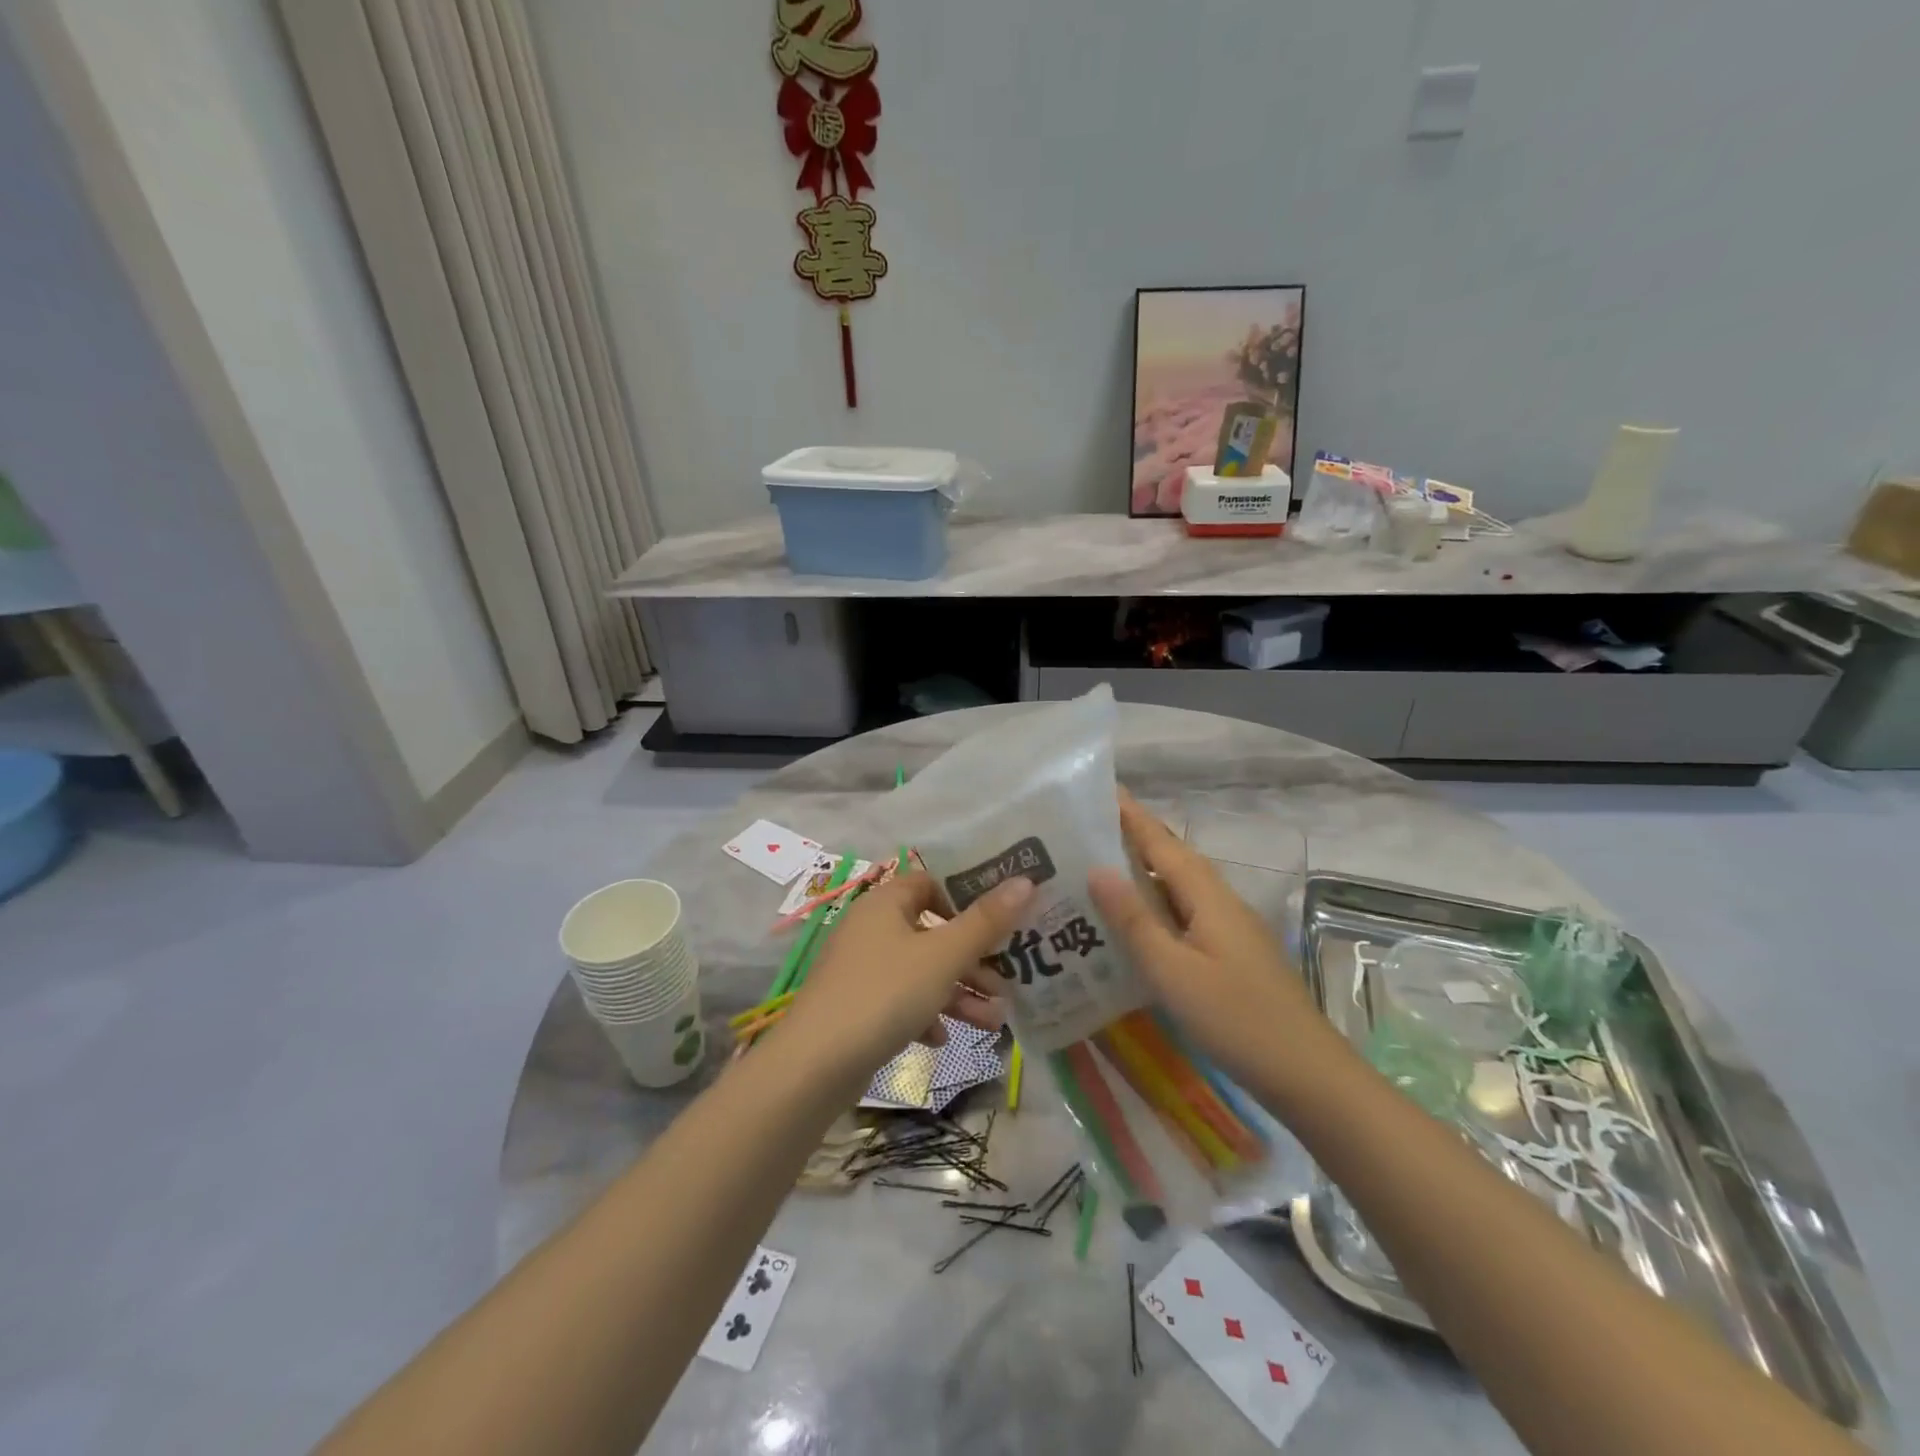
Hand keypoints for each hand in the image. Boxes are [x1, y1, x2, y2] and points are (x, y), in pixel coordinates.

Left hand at [784, 871, 1033, 1075]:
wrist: (814, 1066)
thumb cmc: (884, 994)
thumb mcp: (943, 957)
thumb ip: (986, 921)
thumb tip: (1026, 881)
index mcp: (886, 902)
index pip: (931, 882)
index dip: (966, 898)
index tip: (1000, 921)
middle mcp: (871, 927)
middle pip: (932, 932)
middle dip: (972, 959)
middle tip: (1007, 981)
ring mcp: (860, 968)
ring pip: (921, 971)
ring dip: (957, 991)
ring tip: (994, 1021)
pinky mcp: (855, 1005)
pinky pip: (900, 1000)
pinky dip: (924, 1014)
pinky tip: (941, 1038)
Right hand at [1088, 790, 1325, 1084]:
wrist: (1307, 1074)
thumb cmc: (1236, 1018)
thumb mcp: (1173, 972)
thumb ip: (1134, 921)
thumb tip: (1096, 869)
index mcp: (1208, 897)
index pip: (1162, 844)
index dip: (1132, 816)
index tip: (1102, 789)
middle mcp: (1220, 902)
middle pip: (1172, 860)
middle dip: (1134, 838)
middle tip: (1088, 829)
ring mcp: (1229, 929)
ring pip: (1178, 888)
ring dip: (1143, 873)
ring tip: (1099, 870)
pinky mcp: (1230, 954)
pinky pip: (1184, 914)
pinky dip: (1155, 907)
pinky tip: (1134, 924)